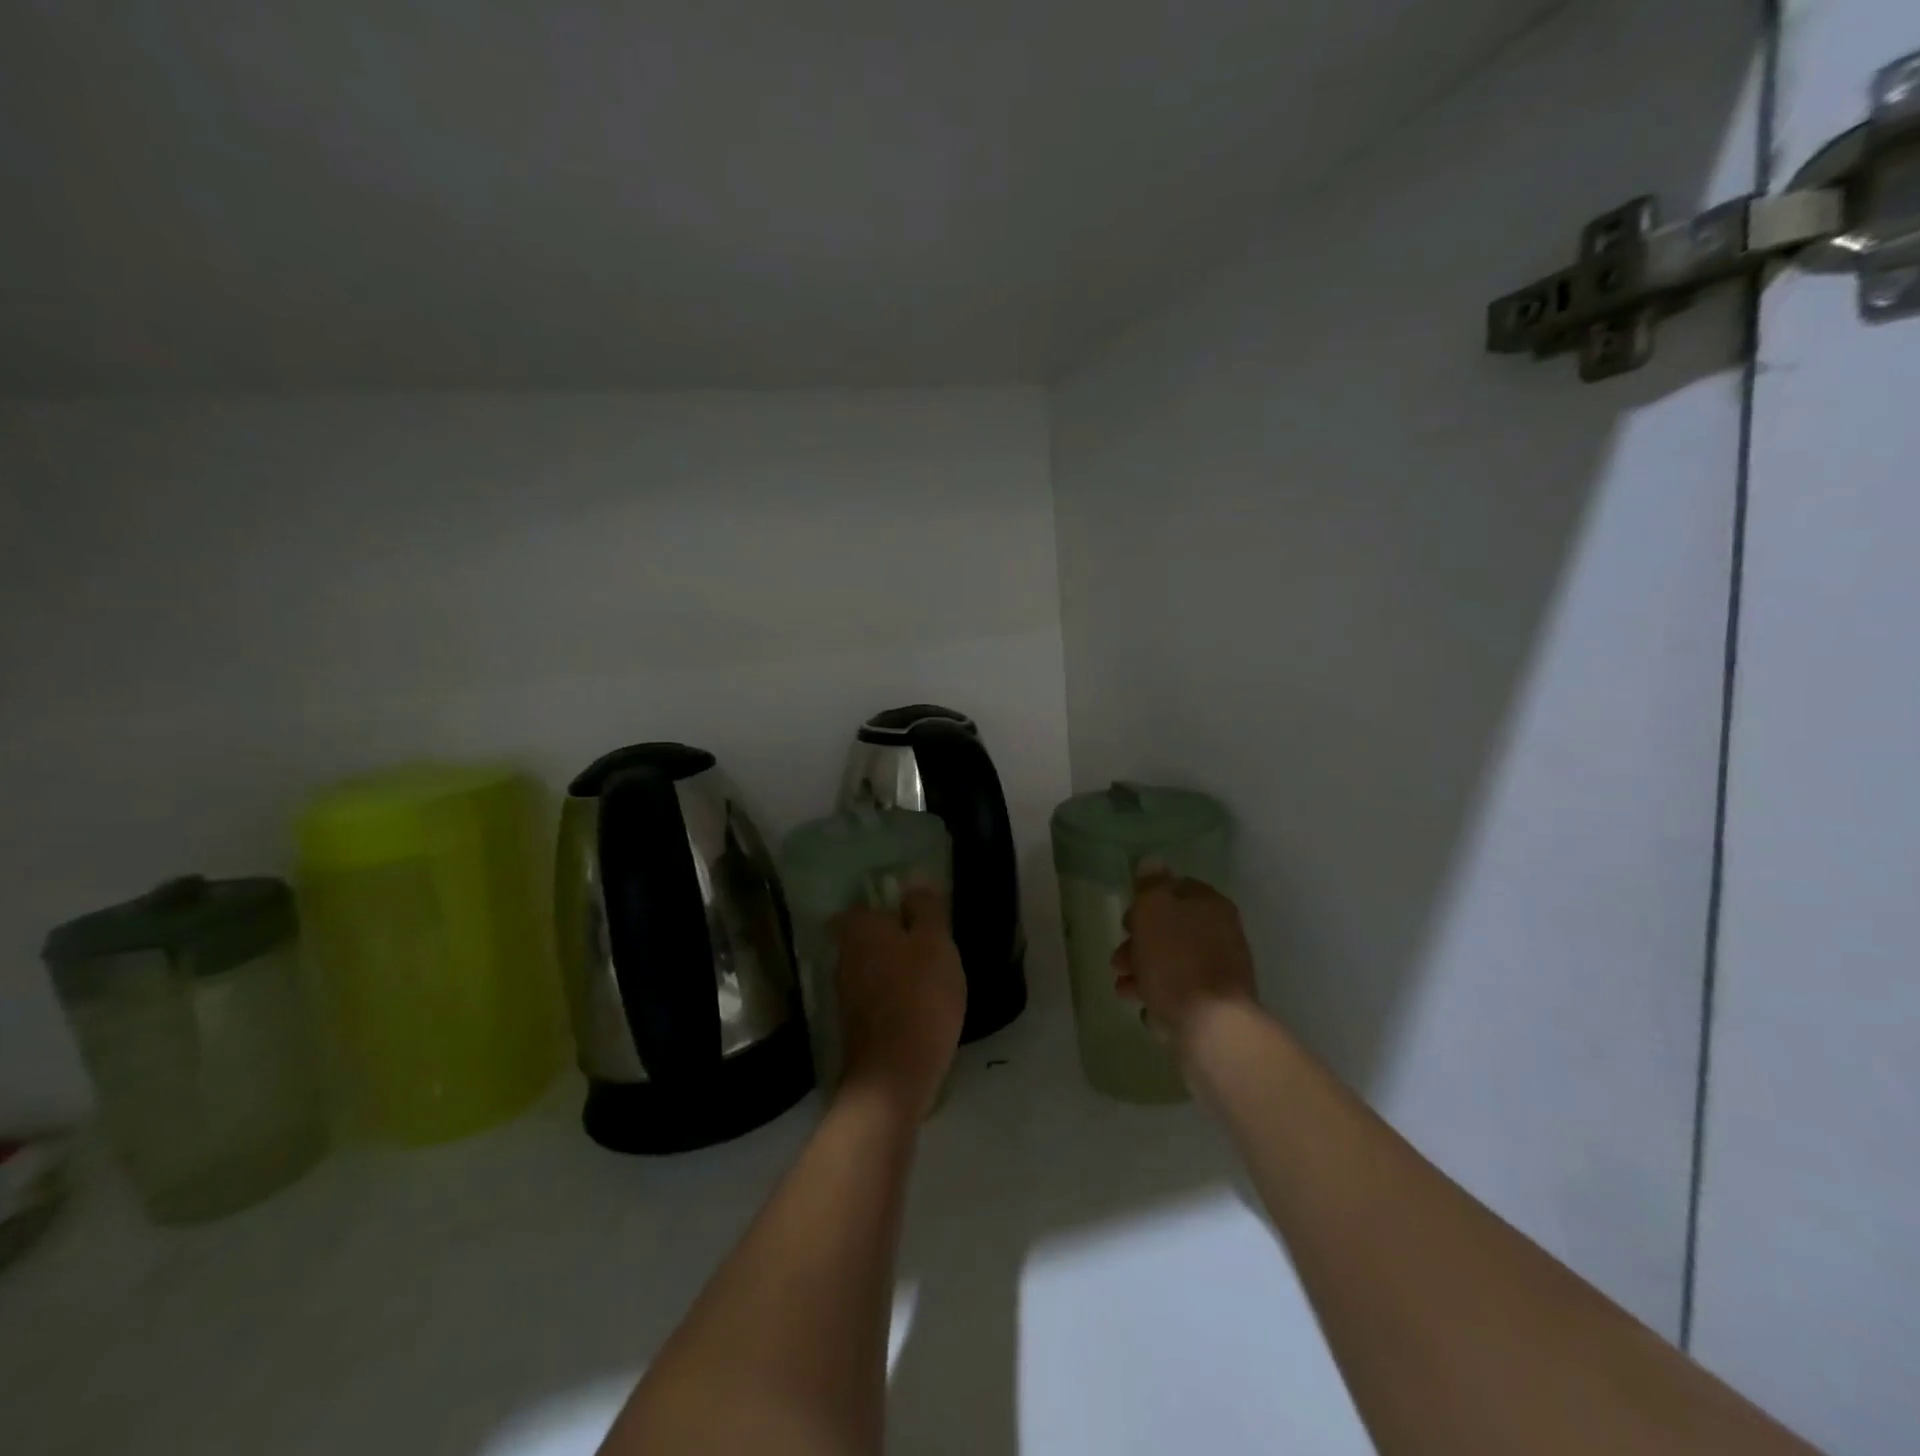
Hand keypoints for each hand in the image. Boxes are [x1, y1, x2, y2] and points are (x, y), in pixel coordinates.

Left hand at [833, 888, 966, 1121]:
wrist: (895, 1075)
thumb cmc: (920, 996)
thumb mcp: (935, 943)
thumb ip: (925, 910)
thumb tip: (914, 885)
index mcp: (859, 930)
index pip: (861, 907)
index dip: (885, 909)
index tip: (913, 917)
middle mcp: (843, 957)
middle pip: (866, 938)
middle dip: (892, 940)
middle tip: (929, 947)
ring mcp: (845, 995)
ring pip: (871, 969)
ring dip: (894, 971)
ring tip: (930, 979)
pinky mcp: (854, 1026)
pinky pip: (875, 998)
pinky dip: (893, 998)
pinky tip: (919, 1009)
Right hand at [1113, 867, 1258, 1046]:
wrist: (1212, 1028)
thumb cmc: (1176, 961)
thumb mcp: (1154, 911)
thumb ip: (1151, 884)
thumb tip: (1153, 861)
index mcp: (1210, 905)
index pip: (1176, 888)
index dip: (1147, 901)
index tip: (1127, 920)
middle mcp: (1221, 933)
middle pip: (1171, 928)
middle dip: (1139, 942)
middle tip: (1118, 958)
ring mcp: (1221, 970)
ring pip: (1172, 961)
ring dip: (1142, 970)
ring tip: (1123, 989)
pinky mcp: (1216, 1004)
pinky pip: (1181, 991)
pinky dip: (1159, 994)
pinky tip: (1145, 1008)